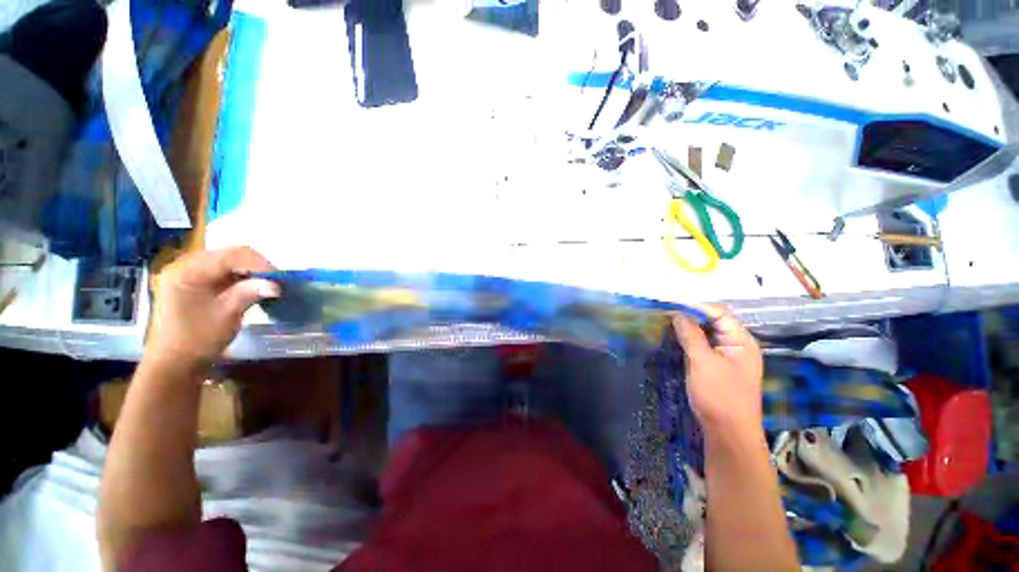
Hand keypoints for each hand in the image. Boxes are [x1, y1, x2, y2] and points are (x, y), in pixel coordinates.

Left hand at [146, 247, 279, 367]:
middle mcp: (185, 265)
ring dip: (249, 271)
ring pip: (227, 261)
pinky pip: (222, 271)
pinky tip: (250, 287)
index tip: (280, 278)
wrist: (175, 362)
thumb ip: (249, 293)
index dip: (260, 263)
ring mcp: (188, 273)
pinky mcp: (194, 282)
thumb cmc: (197, 339)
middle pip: (229, 254)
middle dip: (256, 266)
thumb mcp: (226, 315)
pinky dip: (240, 276)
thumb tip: (276, 284)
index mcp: (188, 271)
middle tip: (275, 281)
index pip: (231, 255)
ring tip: (265, 284)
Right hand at [673, 305, 762, 430]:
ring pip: (707, 333)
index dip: (694, 306)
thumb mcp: (703, 363)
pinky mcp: (718, 366)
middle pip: (713, 321)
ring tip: (666, 320)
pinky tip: (675, 337)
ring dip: (688, 326)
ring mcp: (728, 356)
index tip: (670, 303)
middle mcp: (737, 344)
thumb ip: (691, 335)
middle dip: (690, 314)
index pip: (718, 313)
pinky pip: (703, 345)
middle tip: (665, 311)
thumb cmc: (719, 396)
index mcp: (741, 341)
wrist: (728, 433)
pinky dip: (690, 339)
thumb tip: (677, 314)